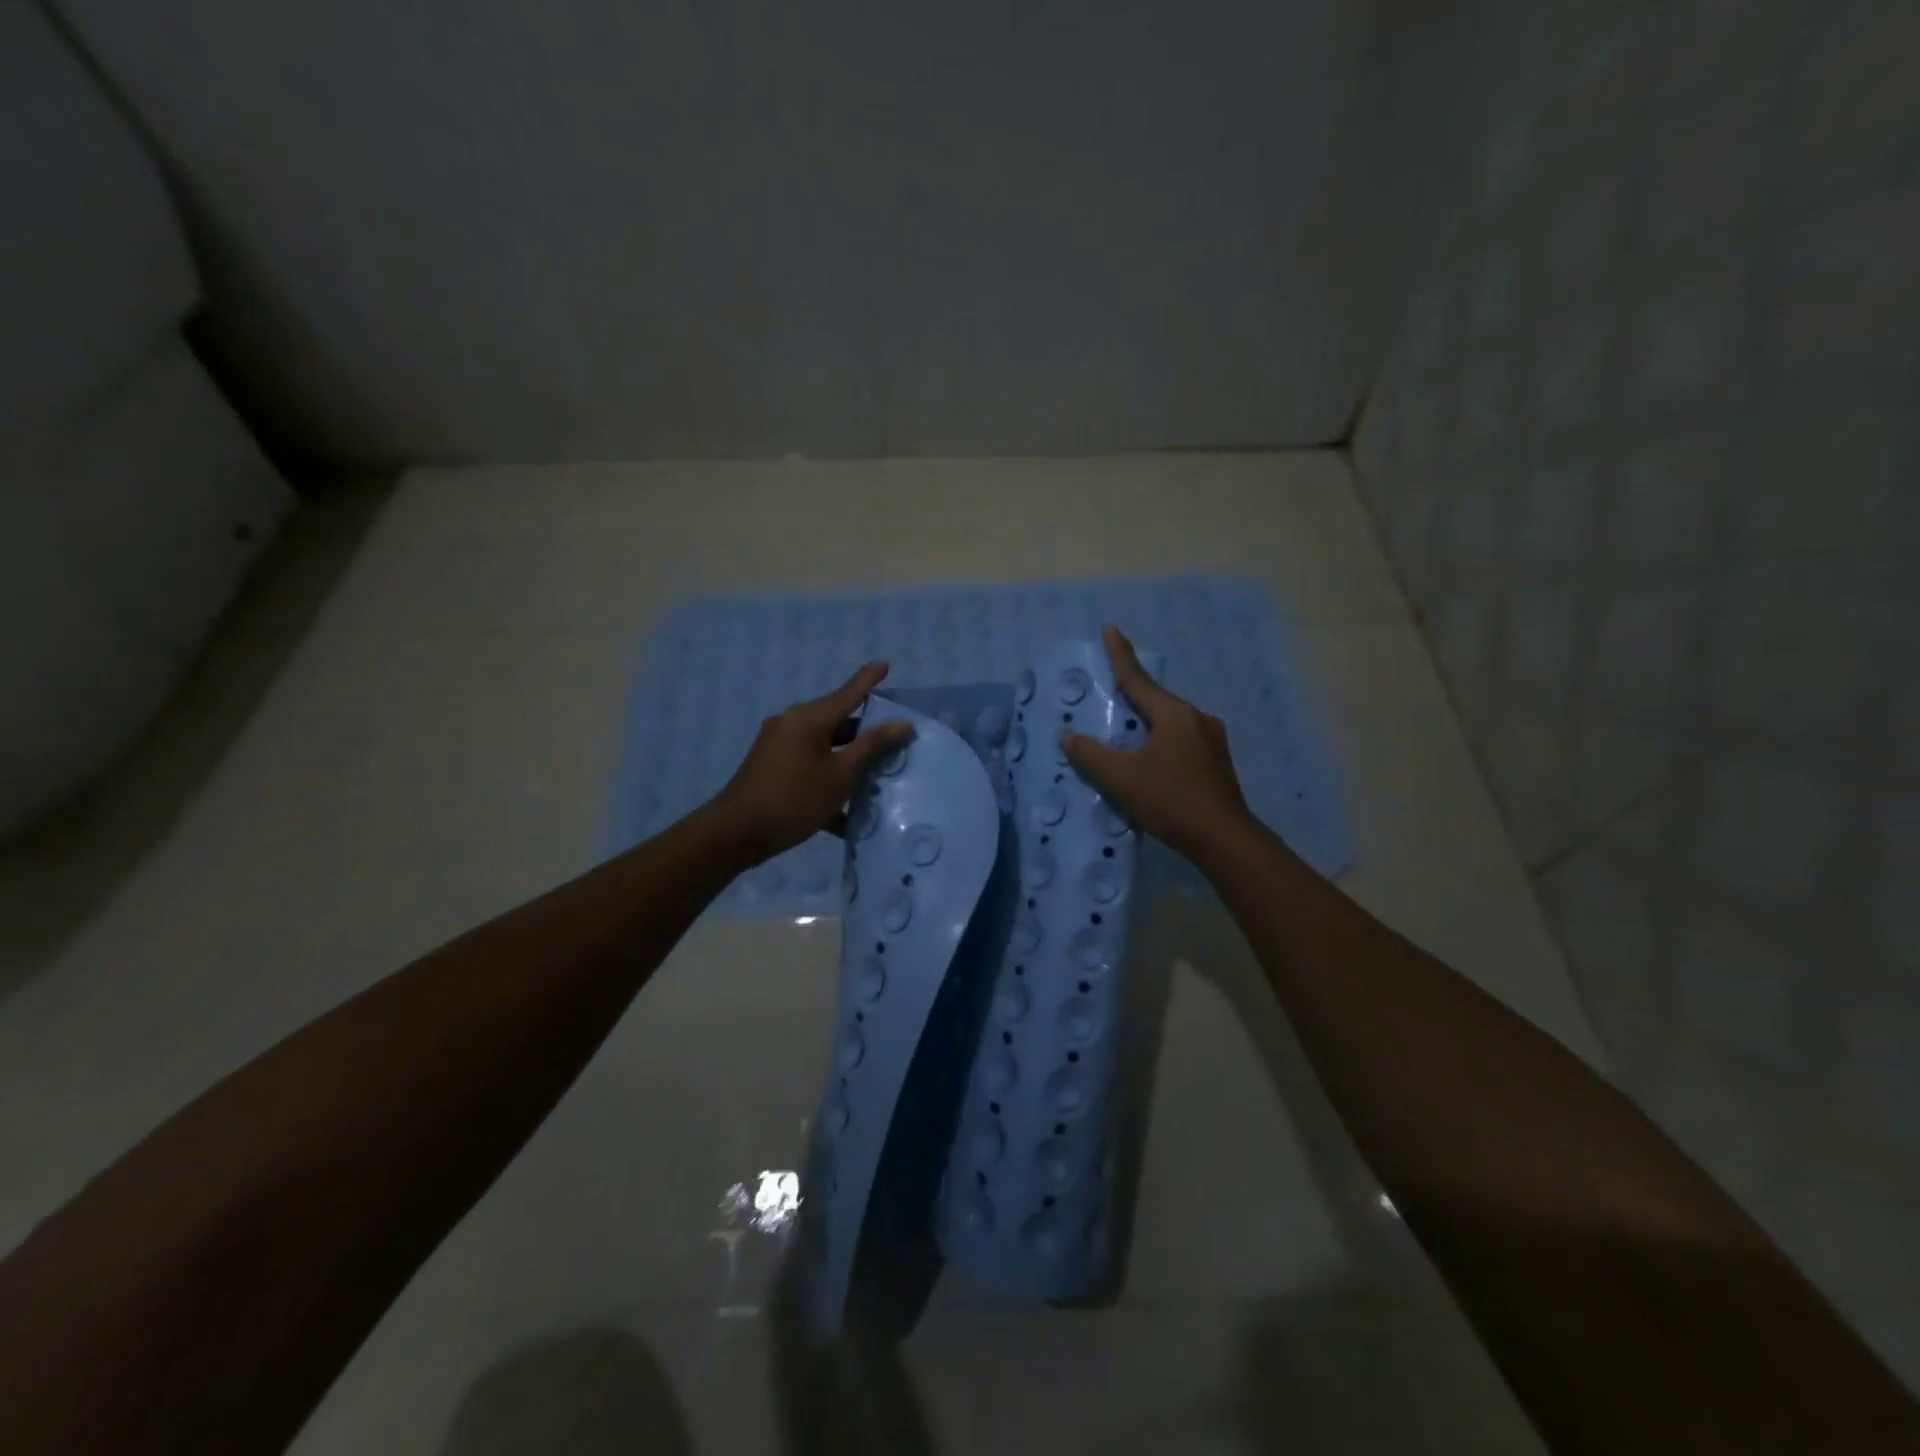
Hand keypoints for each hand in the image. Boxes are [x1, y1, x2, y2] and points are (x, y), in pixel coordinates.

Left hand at [705, 662, 913, 867]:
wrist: (737, 833)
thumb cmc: (794, 799)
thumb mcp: (840, 774)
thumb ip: (872, 746)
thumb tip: (902, 723)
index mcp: (808, 718)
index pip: (848, 693)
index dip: (868, 679)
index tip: (885, 663)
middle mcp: (791, 724)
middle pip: (837, 721)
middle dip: (866, 731)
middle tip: (896, 737)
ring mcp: (778, 746)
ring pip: (825, 746)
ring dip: (850, 760)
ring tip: (878, 775)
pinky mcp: (772, 768)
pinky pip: (810, 765)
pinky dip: (829, 779)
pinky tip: (848, 811)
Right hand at [1061, 625, 1253, 860]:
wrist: (1223, 839)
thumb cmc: (1170, 801)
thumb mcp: (1121, 779)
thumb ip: (1090, 756)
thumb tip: (1068, 737)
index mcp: (1174, 715)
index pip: (1138, 679)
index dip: (1120, 654)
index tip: (1110, 629)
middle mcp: (1196, 718)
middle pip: (1156, 701)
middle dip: (1132, 695)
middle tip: (1109, 692)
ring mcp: (1212, 740)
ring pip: (1170, 722)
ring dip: (1147, 723)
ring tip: (1126, 734)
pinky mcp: (1217, 761)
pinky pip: (1181, 739)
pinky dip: (1161, 741)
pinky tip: (1152, 760)